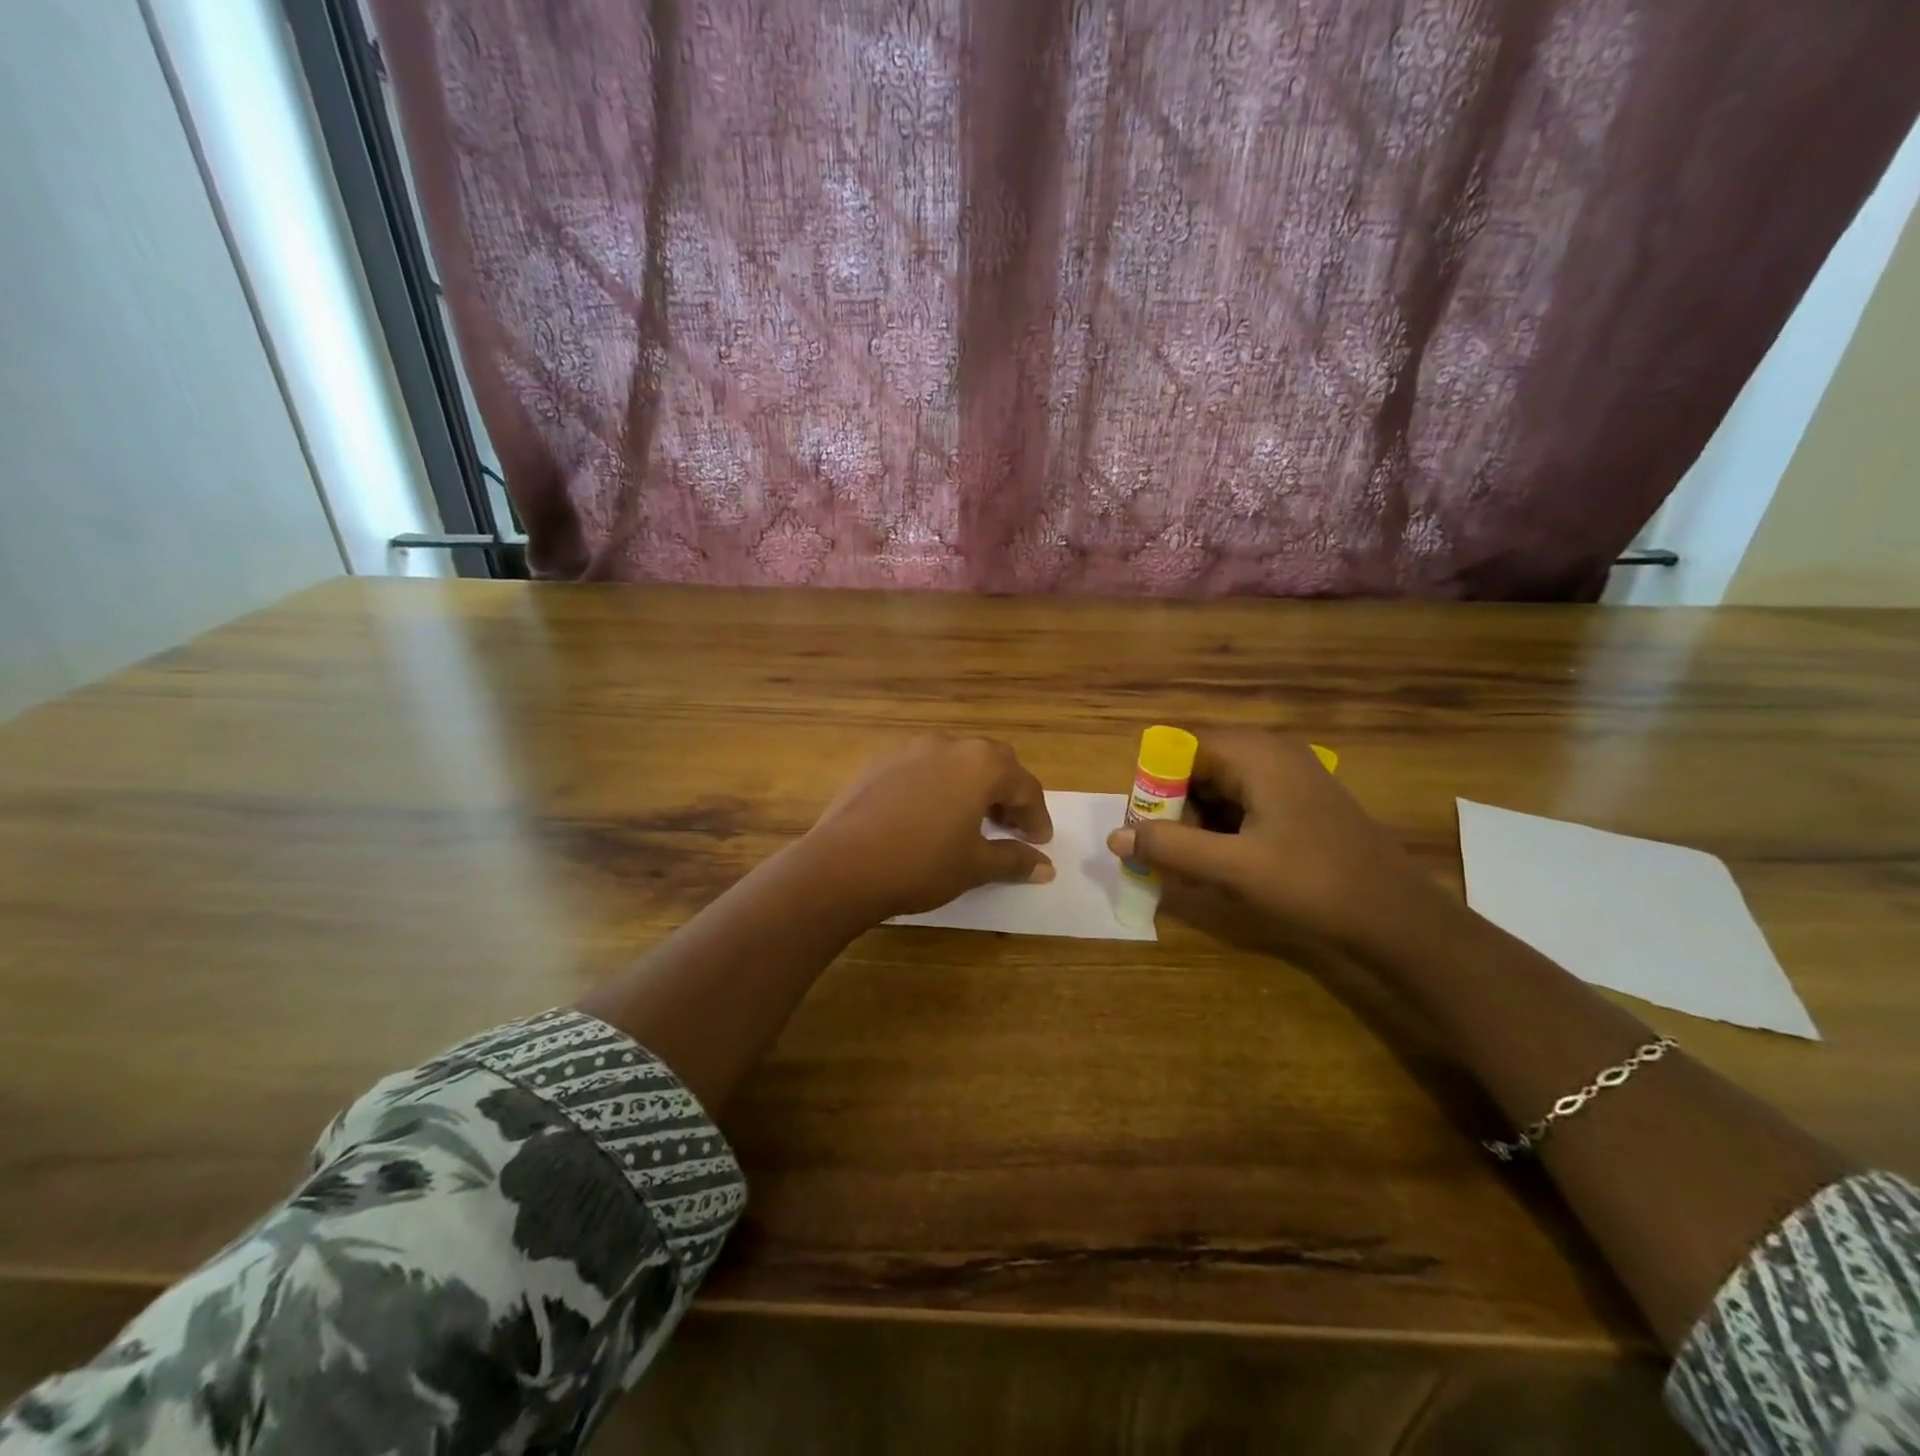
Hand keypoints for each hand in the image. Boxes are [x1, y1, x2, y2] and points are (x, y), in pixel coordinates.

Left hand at [806, 736, 1054, 920]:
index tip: (1039, 842)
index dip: (1036, 815)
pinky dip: (937, 786)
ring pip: (954, 761)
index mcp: (980, 764)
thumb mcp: (975, 866)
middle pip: (991, 763)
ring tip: (970, 820)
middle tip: (1009, 825)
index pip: (1024, 785)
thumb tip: (1045, 867)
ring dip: (970, 786)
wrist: (842, 866)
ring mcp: (908, 750)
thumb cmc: (921, 864)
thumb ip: (1014, 860)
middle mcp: (947, 745)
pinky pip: (921, 769)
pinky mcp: (878, 763)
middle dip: (1006, 792)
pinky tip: (928, 816)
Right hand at [1105, 731, 1433, 953]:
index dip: (1153, 785)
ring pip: (1218, 788)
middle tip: (1166, 856)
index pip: (1179, 748)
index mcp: (1255, 754)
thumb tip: (1114, 838)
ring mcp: (1288, 776)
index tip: (1144, 829)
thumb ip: (1169, 848)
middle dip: (1174, 810)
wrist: (1398, 917)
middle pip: (1197, 767)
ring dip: (1196, 825)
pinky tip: (1221, 868)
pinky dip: (1222, 831)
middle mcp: (1269, 753)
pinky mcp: (1298, 802)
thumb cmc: (1313, 883)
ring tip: (1191, 870)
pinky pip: (1242, 804)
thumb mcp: (1233, 868)